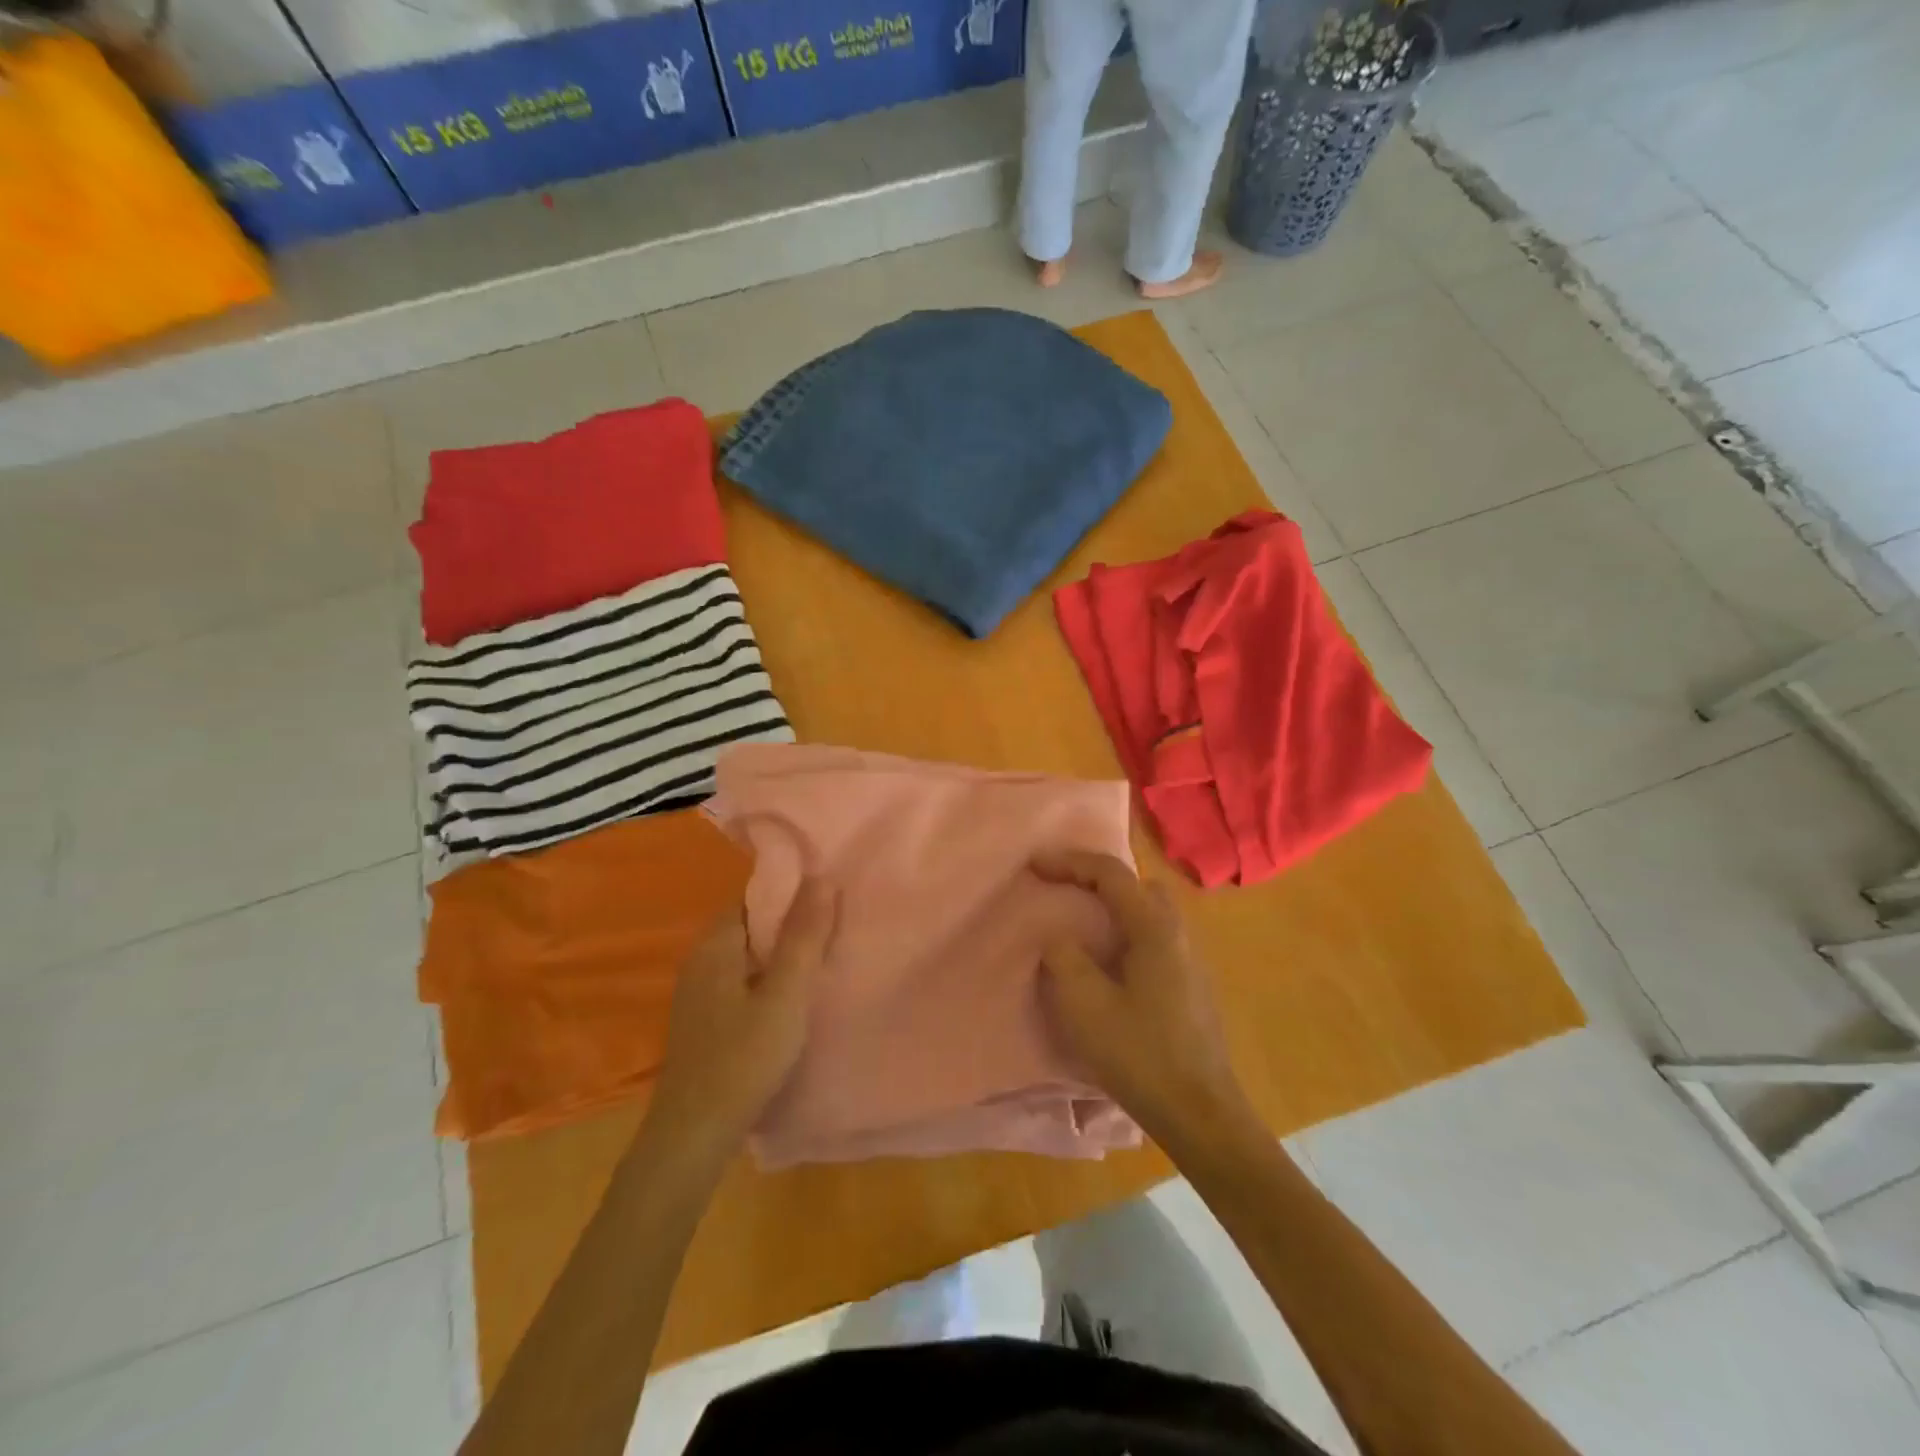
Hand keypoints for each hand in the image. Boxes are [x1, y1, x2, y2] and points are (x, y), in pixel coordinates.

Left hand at [644, 879, 836, 1160]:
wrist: (693, 1137)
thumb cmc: (743, 1058)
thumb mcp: (786, 995)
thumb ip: (804, 936)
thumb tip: (821, 876)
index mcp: (716, 945)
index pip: (754, 894)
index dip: (791, 889)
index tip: (830, 890)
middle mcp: (701, 960)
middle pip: (752, 923)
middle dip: (791, 919)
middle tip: (837, 921)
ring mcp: (700, 993)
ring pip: (749, 955)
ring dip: (783, 951)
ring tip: (826, 952)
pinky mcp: (705, 1021)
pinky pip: (743, 980)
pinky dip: (770, 977)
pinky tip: (795, 994)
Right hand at [1033, 850, 1252, 1145]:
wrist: (1201, 1114)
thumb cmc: (1141, 1055)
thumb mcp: (1087, 1006)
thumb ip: (1065, 959)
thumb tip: (1059, 937)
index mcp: (1155, 928)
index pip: (1111, 874)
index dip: (1070, 862)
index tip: (1034, 865)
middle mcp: (1178, 933)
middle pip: (1137, 885)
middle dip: (1098, 878)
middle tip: (1063, 888)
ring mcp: (1190, 959)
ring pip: (1149, 911)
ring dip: (1114, 906)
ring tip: (1080, 923)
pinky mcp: (1190, 984)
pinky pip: (1154, 937)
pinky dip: (1125, 931)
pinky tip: (1107, 961)